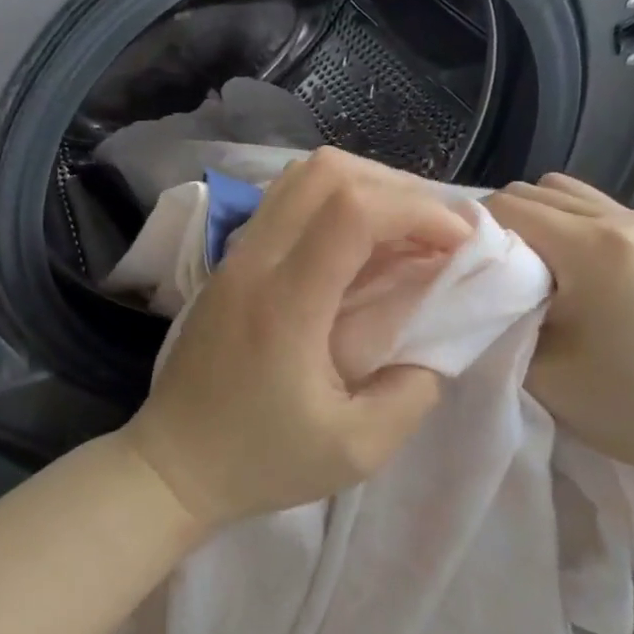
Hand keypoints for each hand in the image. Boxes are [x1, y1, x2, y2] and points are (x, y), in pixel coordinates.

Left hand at [120, 148, 471, 531]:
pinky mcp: (231, 259)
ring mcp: (237, 253)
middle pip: (326, 173)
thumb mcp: (357, 450)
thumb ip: (413, 392)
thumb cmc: (262, 459)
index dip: (417, 211)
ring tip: (402, 230)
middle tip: (435, 232)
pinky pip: (286, 198)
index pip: (351, 211)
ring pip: (303, 176)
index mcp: (285, 303)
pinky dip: (333, 199)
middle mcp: (256, 260)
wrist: (175, 460)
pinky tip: (358, 242)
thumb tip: (443, 338)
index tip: (458, 242)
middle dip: (397, 189)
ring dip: (364, 186)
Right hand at [484, 174, 633, 471]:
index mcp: (594, 245)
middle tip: (492, 275)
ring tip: (530, 271)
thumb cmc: (625, 405)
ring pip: (564, 193)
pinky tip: (567, 272)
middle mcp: (623, 218)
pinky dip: (567, 226)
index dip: (473, 233)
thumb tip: (477, 281)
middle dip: (501, 226)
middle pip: (533, 192)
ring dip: (535, 221)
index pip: (506, 207)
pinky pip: (593, 209)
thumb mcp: (539, 364)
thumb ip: (498, 313)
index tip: (463, 270)